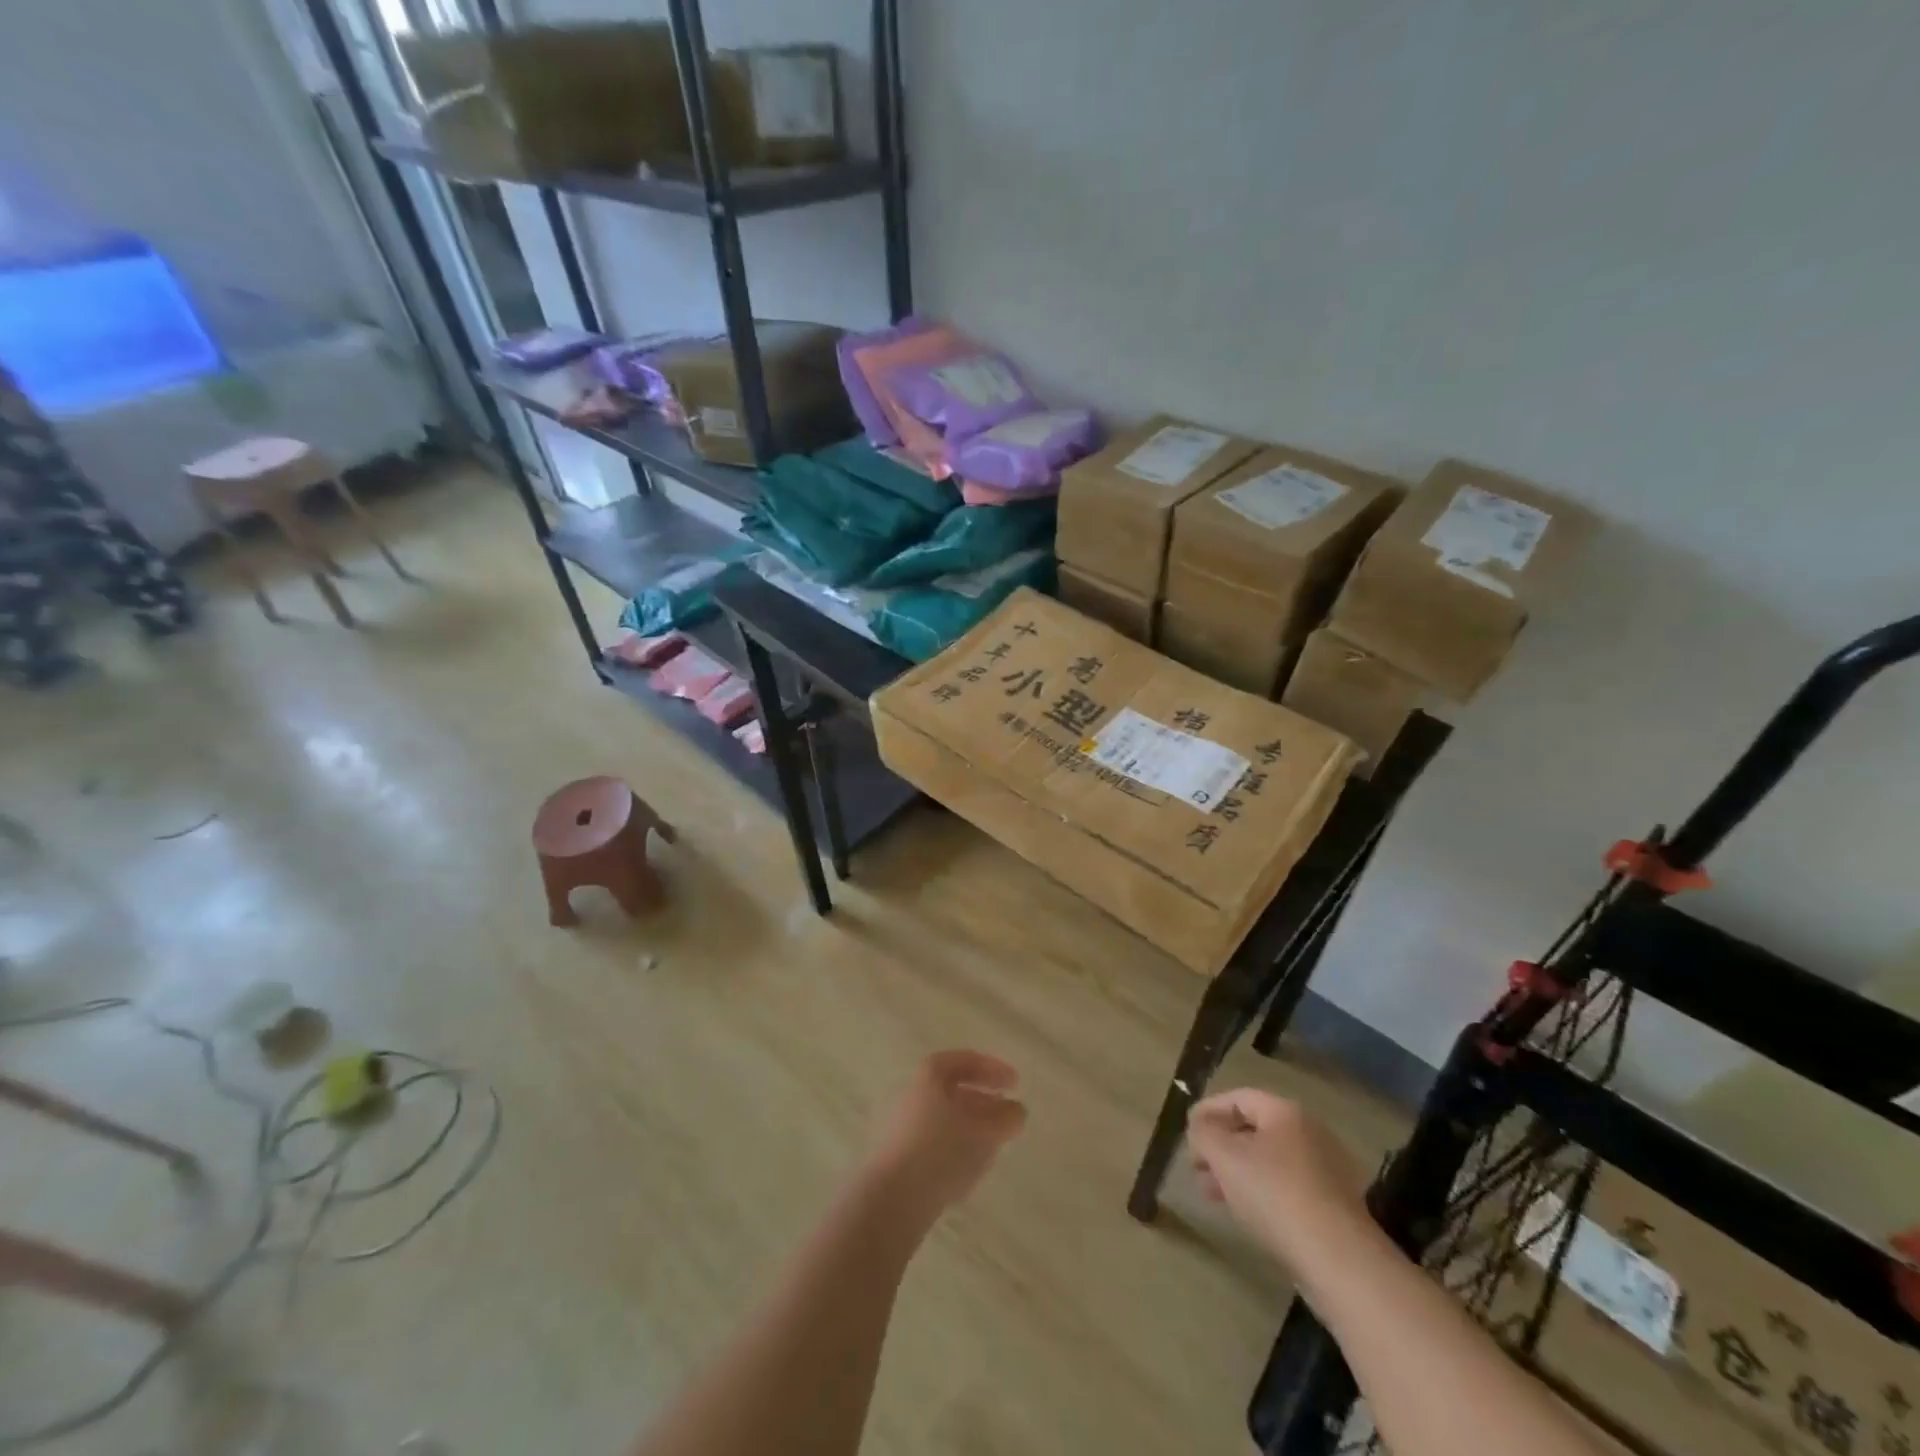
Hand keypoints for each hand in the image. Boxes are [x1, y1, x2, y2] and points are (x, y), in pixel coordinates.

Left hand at [866, 1051, 1026, 1220]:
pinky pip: (934, 1140)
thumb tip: (1017, 1110)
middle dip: (983, 1098)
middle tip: (1007, 1112)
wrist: (890, 1198)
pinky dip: (957, 1144)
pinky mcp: (899, 1155)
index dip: (992, 1068)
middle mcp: (913, 1092)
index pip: (964, 1060)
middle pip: (952, 1088)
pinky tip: (971, 1165)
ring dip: (972, 1124)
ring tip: (995, 1141)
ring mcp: (903, 1124)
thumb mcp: (983, 1131)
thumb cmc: (940, 1151)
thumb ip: (1006, 1118)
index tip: (1016, 1083)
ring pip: (944, 1116)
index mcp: (930, 1075)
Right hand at [1187, 1089, 1367, 1261]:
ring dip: (1237, 1171)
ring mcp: (1328, 1169)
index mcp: (1286, 1112)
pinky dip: (1262, 1191)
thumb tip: (1200, 1127)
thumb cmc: (1275, 1195)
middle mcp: (1310, 1132)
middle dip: (1220, 1146)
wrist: (1339, 1260)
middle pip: (1254, 1129)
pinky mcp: (1335, 1205)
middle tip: (1196, 1167)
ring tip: (1213, 1194)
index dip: (1207, 1111)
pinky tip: (1247, 1213)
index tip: (1186, 1133)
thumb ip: (1203, 1133)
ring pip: (1270, 1160)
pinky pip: (1288, 1186)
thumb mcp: (1224, 1157)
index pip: (1238, 1098)